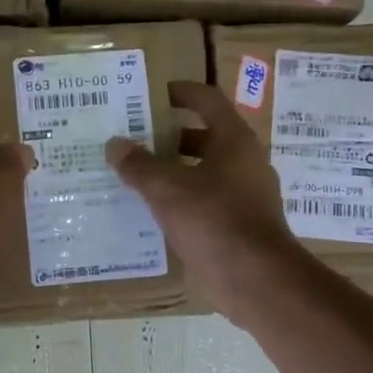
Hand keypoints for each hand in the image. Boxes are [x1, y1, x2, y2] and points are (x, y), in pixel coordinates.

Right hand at [106, 81, 306, 324]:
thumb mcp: (167, 188)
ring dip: (173, 170)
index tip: (153, 94)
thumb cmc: (213, 220)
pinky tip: (154, 210)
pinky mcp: (240, 224)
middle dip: (168, 136)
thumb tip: (115, 144)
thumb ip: (138, 165)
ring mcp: (246, 195)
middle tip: (133, 138)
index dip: (181, 92)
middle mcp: (244, 161)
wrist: (256, 280)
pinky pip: (206, 200)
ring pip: (204, 171)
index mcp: (234, 140)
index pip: (207, 100)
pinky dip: (182, 199)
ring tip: (135, 174)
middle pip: (204, 136)